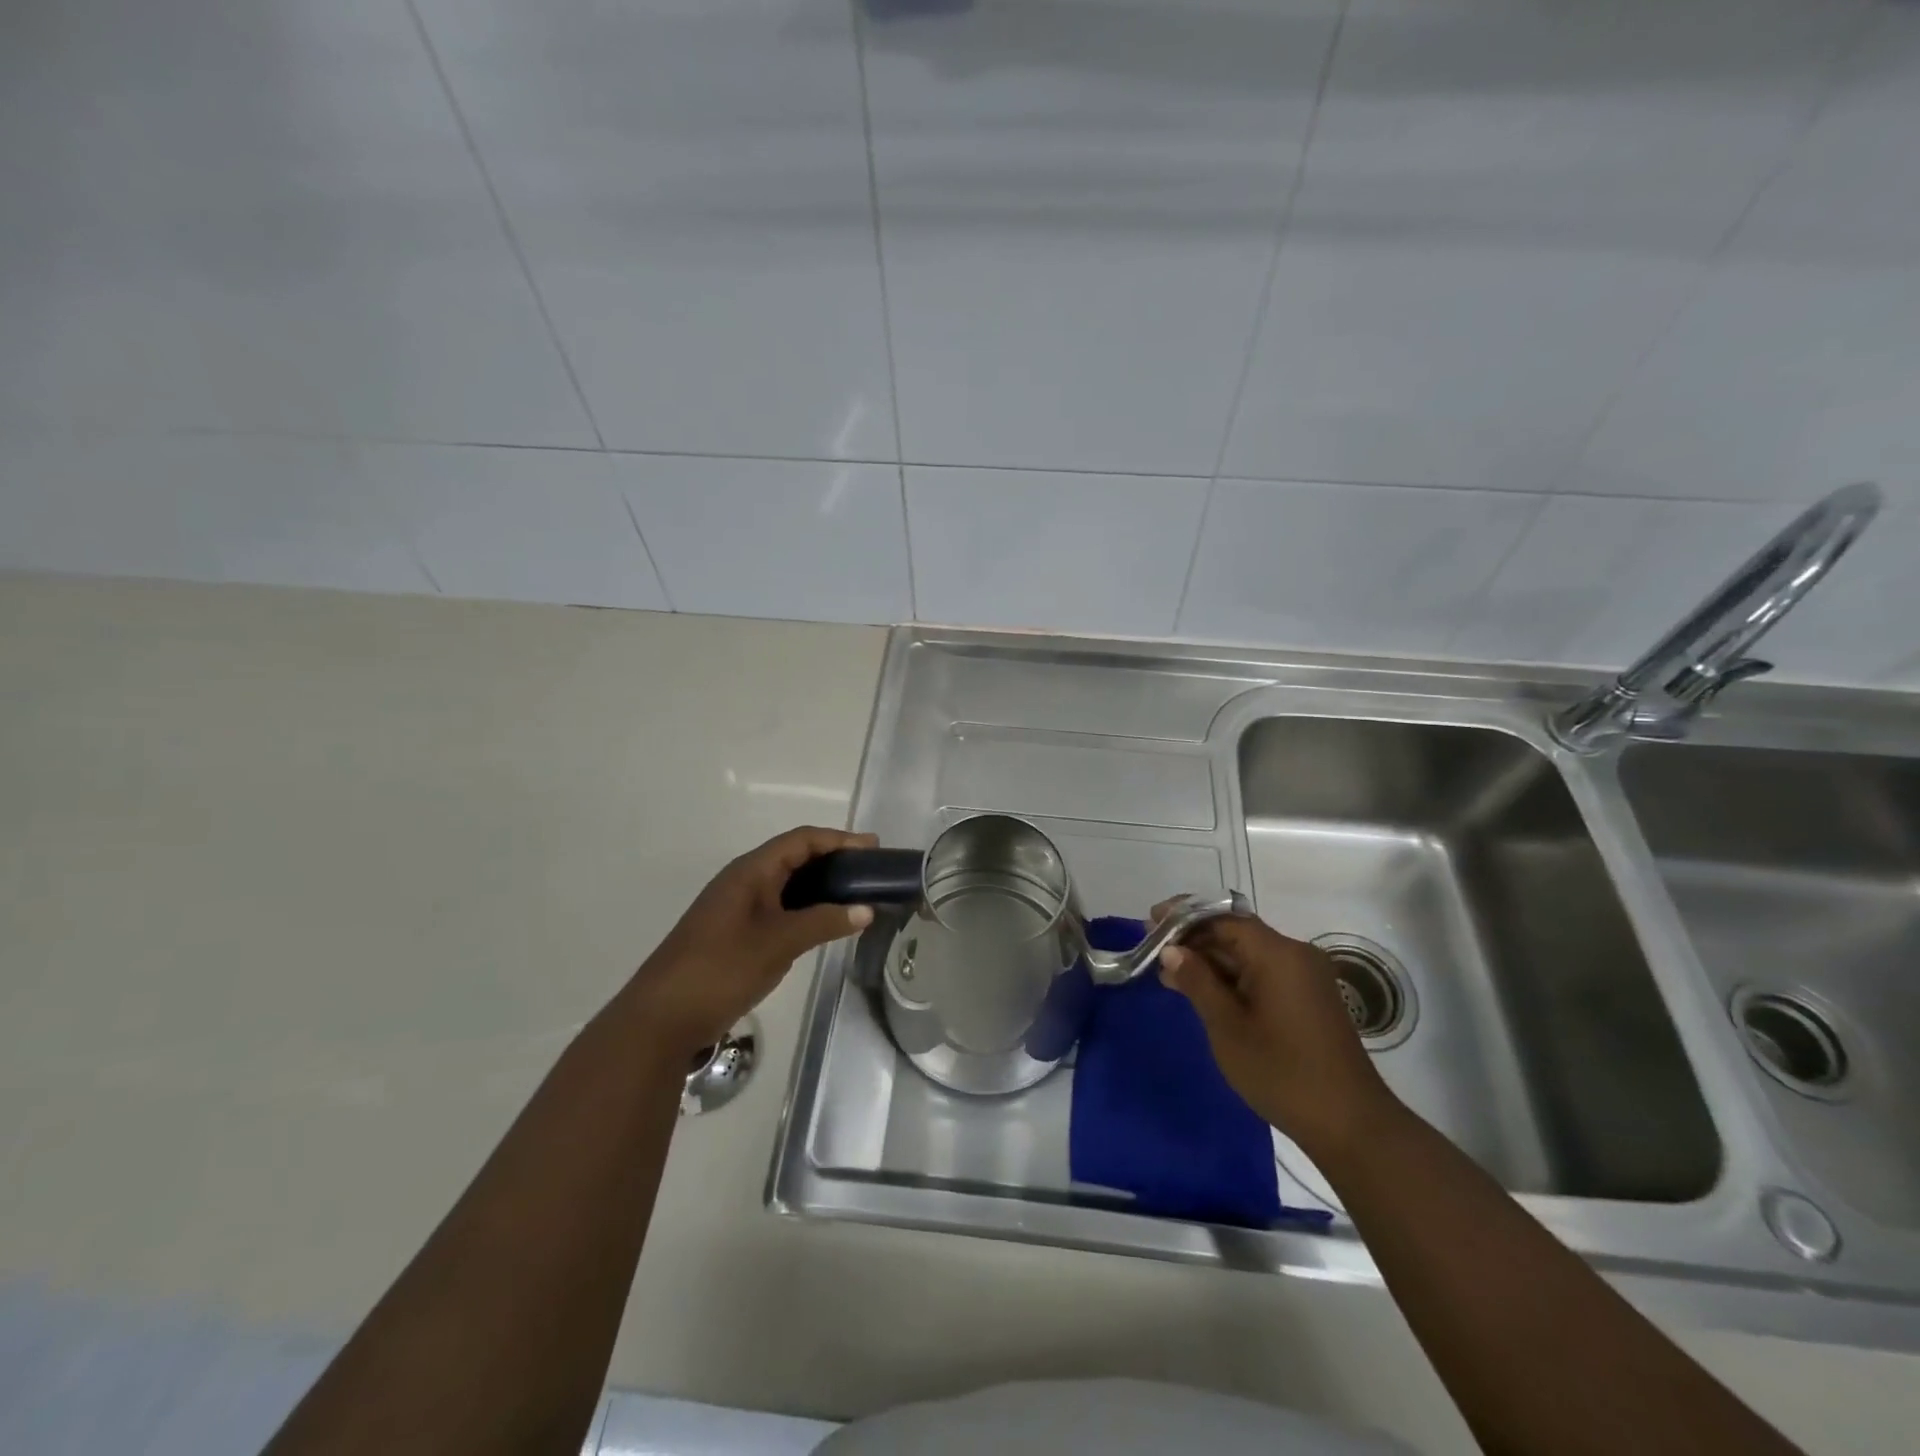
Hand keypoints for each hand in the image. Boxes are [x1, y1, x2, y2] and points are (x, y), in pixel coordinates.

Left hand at [628, 826, 877, 1053]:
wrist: (661, 1018)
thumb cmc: (721, 968)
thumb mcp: (778, 943)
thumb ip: (823, 923)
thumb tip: (866, 910)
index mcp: (750, 871)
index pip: (801, 840)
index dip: (839, 840)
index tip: (874, 848)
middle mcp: (743, 881)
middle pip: (794, 857)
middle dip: (833, 859)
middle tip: (869, 871)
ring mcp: (736, 908)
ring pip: (786, 884)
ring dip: (820, 885)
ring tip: (855, 894)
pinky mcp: (734, 933)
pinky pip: (778, 907)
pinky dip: (805, 908)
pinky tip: (823, 923)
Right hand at [1156, 905, 1399, 1159]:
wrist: (1351, 1125)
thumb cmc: (1282, 1072)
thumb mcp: (1227, 1027)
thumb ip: (1197, 982)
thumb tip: (1172, 950)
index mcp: (1278, 954)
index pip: (1223, 918)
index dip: (1185, 917)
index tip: (1150, 922)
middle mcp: (1296, 955)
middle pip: (1237, 933)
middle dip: (1195, 940)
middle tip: (1154, 951)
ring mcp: (1306, 977)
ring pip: (1249, 954)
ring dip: (1211, 961)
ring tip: (1171, 974)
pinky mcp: (1309, 998)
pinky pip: (1264, 973)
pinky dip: (1233, 977)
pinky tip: (1204, 992)